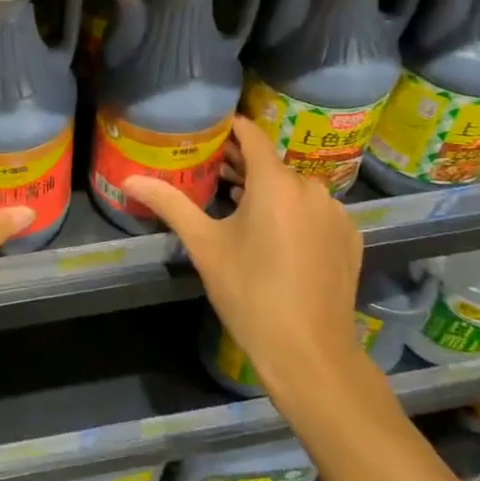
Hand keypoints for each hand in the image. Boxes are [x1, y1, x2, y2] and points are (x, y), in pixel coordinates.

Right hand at [125, 117, 364, 398]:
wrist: (309, 352)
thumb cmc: (249, 292)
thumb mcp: (204, 245)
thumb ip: (170, 204)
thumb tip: (129, 181)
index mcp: (276, 182)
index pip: (252, 136)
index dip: (230, 128)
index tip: (209, 128)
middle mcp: (312, 188)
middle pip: (272, 164)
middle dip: (243, 163)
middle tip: (213, 170)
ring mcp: (336, 213)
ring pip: (296, 188)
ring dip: (269, 190)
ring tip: (240, 203)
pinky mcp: (350, 238)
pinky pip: (316, 212)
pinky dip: (295, 212)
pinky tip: (276, 235)